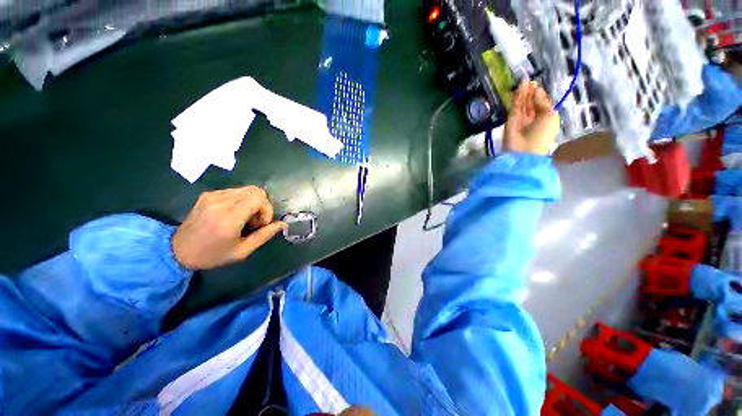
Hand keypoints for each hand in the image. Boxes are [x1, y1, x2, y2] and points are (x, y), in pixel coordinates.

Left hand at [172, 186, 285, 269]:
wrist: (177, 251)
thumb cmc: (212, 255)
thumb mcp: (242, 251)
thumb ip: (264, 235)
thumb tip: (282, 224)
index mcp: (229, 217)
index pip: (259, 198)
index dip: (267, 209)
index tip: (261, 224)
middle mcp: (220, 202)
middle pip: (255, 190)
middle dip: (262, 204)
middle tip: (255, 220)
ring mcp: (212, 196)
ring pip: (246, 189)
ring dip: (252, 202)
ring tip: (245, 218)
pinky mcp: (208, 194)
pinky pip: (234, 191)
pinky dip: (241, 200)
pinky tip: (234, 214)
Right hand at [503, 81, 560, 154]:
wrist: (524, 150)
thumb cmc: (542, 134)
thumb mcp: (550, 116)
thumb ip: (543, 102)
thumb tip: (537, 90)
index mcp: (545, 118)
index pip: (541, 104)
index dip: (540, 94)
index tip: (538, 85)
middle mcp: (533, 118)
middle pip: (531, 103)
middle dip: (531, 92)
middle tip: (531, 81)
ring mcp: (521, 119)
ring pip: (523, 103)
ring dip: (524, 92)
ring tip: (525, 80)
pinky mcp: (511, 120)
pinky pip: (515, 106)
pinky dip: (518, 97)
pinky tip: (520, 86)